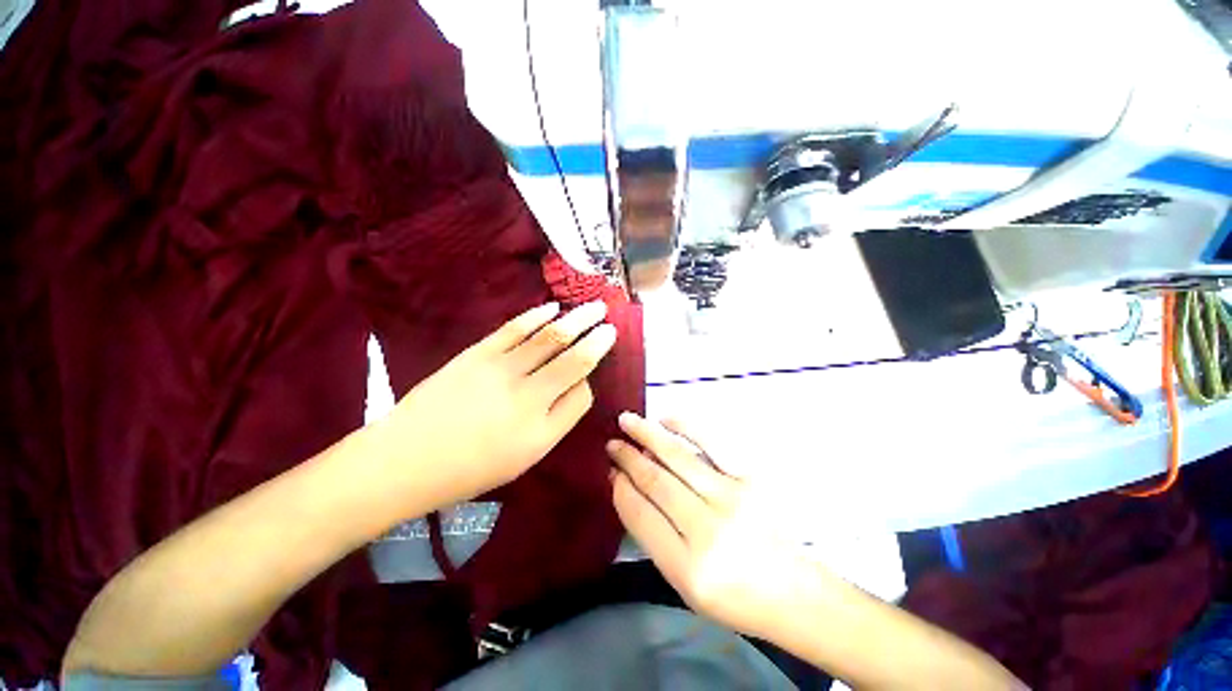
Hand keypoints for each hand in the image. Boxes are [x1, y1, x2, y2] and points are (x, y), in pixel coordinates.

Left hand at [378, 302, 616, 506]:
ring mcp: (501, 370)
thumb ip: (558, 421)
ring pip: (550, 337)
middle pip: (573, 358)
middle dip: (596, 337)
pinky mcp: (478, 353)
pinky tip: (553, 308)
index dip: (590, 379)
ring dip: (576, 319)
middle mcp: (528, 396)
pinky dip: (538, 316)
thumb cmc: (469, 469)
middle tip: (610, 322)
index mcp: (541, 429)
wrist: (405, 459)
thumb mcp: (524, 458)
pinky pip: (515, 329)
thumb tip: (578, 386)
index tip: (591, 370)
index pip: (581, 394)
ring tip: (594, 307)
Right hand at [608, 413, 816, 639]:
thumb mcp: (683, 584)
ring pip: (677, 457)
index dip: (621, 488)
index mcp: (688, 567)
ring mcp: (732, 499)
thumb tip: (625, 487)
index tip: (611, 472)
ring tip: (627, 421)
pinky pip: (713, 444)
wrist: (793, 592)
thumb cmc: (733, 596)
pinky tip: (665, 420)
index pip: (641, 514)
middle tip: (612, 444)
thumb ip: (652, 536)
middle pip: (656, 482)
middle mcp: (708, 530)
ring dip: (647, 435)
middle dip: (628, 459)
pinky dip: (685, 427)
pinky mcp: (751, 479)